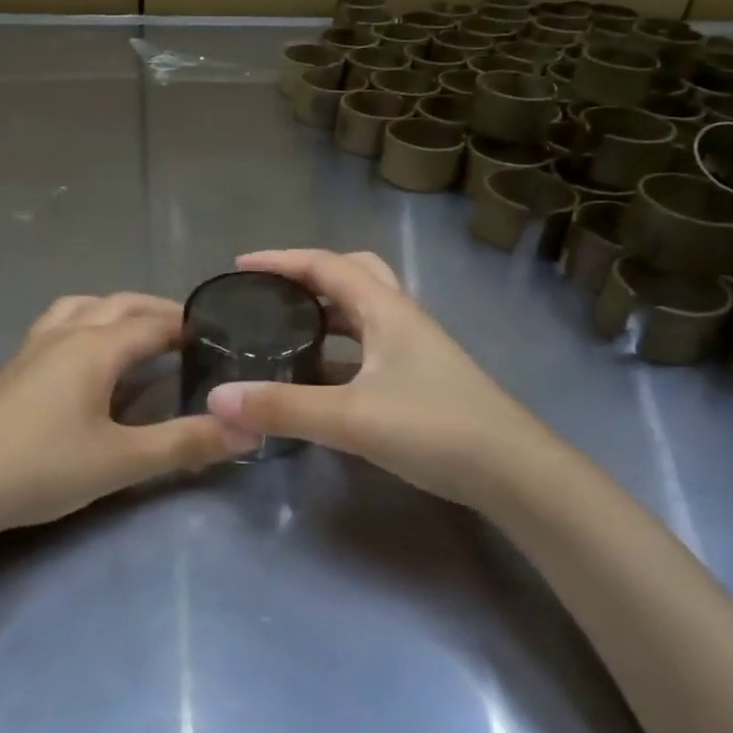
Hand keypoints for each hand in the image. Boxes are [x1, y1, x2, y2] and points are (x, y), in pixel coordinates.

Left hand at [0, 293, 256, 533]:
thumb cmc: (42, 467)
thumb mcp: (121, 461)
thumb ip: (184, 444)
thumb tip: (245, 430)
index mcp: (95, 347)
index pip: (153, 324)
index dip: (187, 326)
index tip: (218, 334)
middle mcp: (65, 334)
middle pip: (119, 305)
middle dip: (156, 312)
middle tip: (187, 333)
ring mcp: (33, 347)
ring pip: (82, 306)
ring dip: (115, 310)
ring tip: (135, 332)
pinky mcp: (12, 367)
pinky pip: (57, 323)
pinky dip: (84, 322)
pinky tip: (82, 356)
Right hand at [205, 250, 547, 506]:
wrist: (513, 472)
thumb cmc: (434, 428)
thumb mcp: (350, 418)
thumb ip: (283, 407)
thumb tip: (218, 398)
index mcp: (384, 309)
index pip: (325, 265)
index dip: (280, 260)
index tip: (239, 266)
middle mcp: (400, 318)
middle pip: (351, 275)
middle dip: (308, 276)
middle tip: (271, 294)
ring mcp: (414, 349)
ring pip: (362, 313)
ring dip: (325, 312)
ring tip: (286, 331)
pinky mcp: (420, 378)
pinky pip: (368, 347)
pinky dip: (339, 349)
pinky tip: (321, 379)